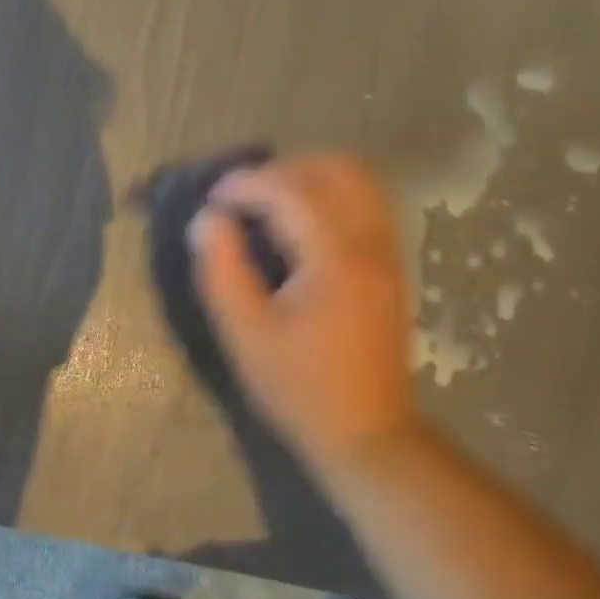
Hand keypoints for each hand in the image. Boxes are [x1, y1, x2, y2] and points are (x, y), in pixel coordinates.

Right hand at [189, 151, 415, 474]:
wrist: (366, 431)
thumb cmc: (298, 387)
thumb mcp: (245, 334)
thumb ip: (222, 270)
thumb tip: (208, 220)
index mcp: (335, 257)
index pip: (292, 190)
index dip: (247, 184)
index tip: (212, 198)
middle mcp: (372, 242)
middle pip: (337, 168)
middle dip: (284, 168)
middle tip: (243, 195)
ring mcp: (389, 253)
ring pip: (361, 181)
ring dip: (312, 176)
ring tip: (269, 202)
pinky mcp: (391, 268)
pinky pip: (368, 204)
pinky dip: (332, 195)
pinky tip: (300, 225)